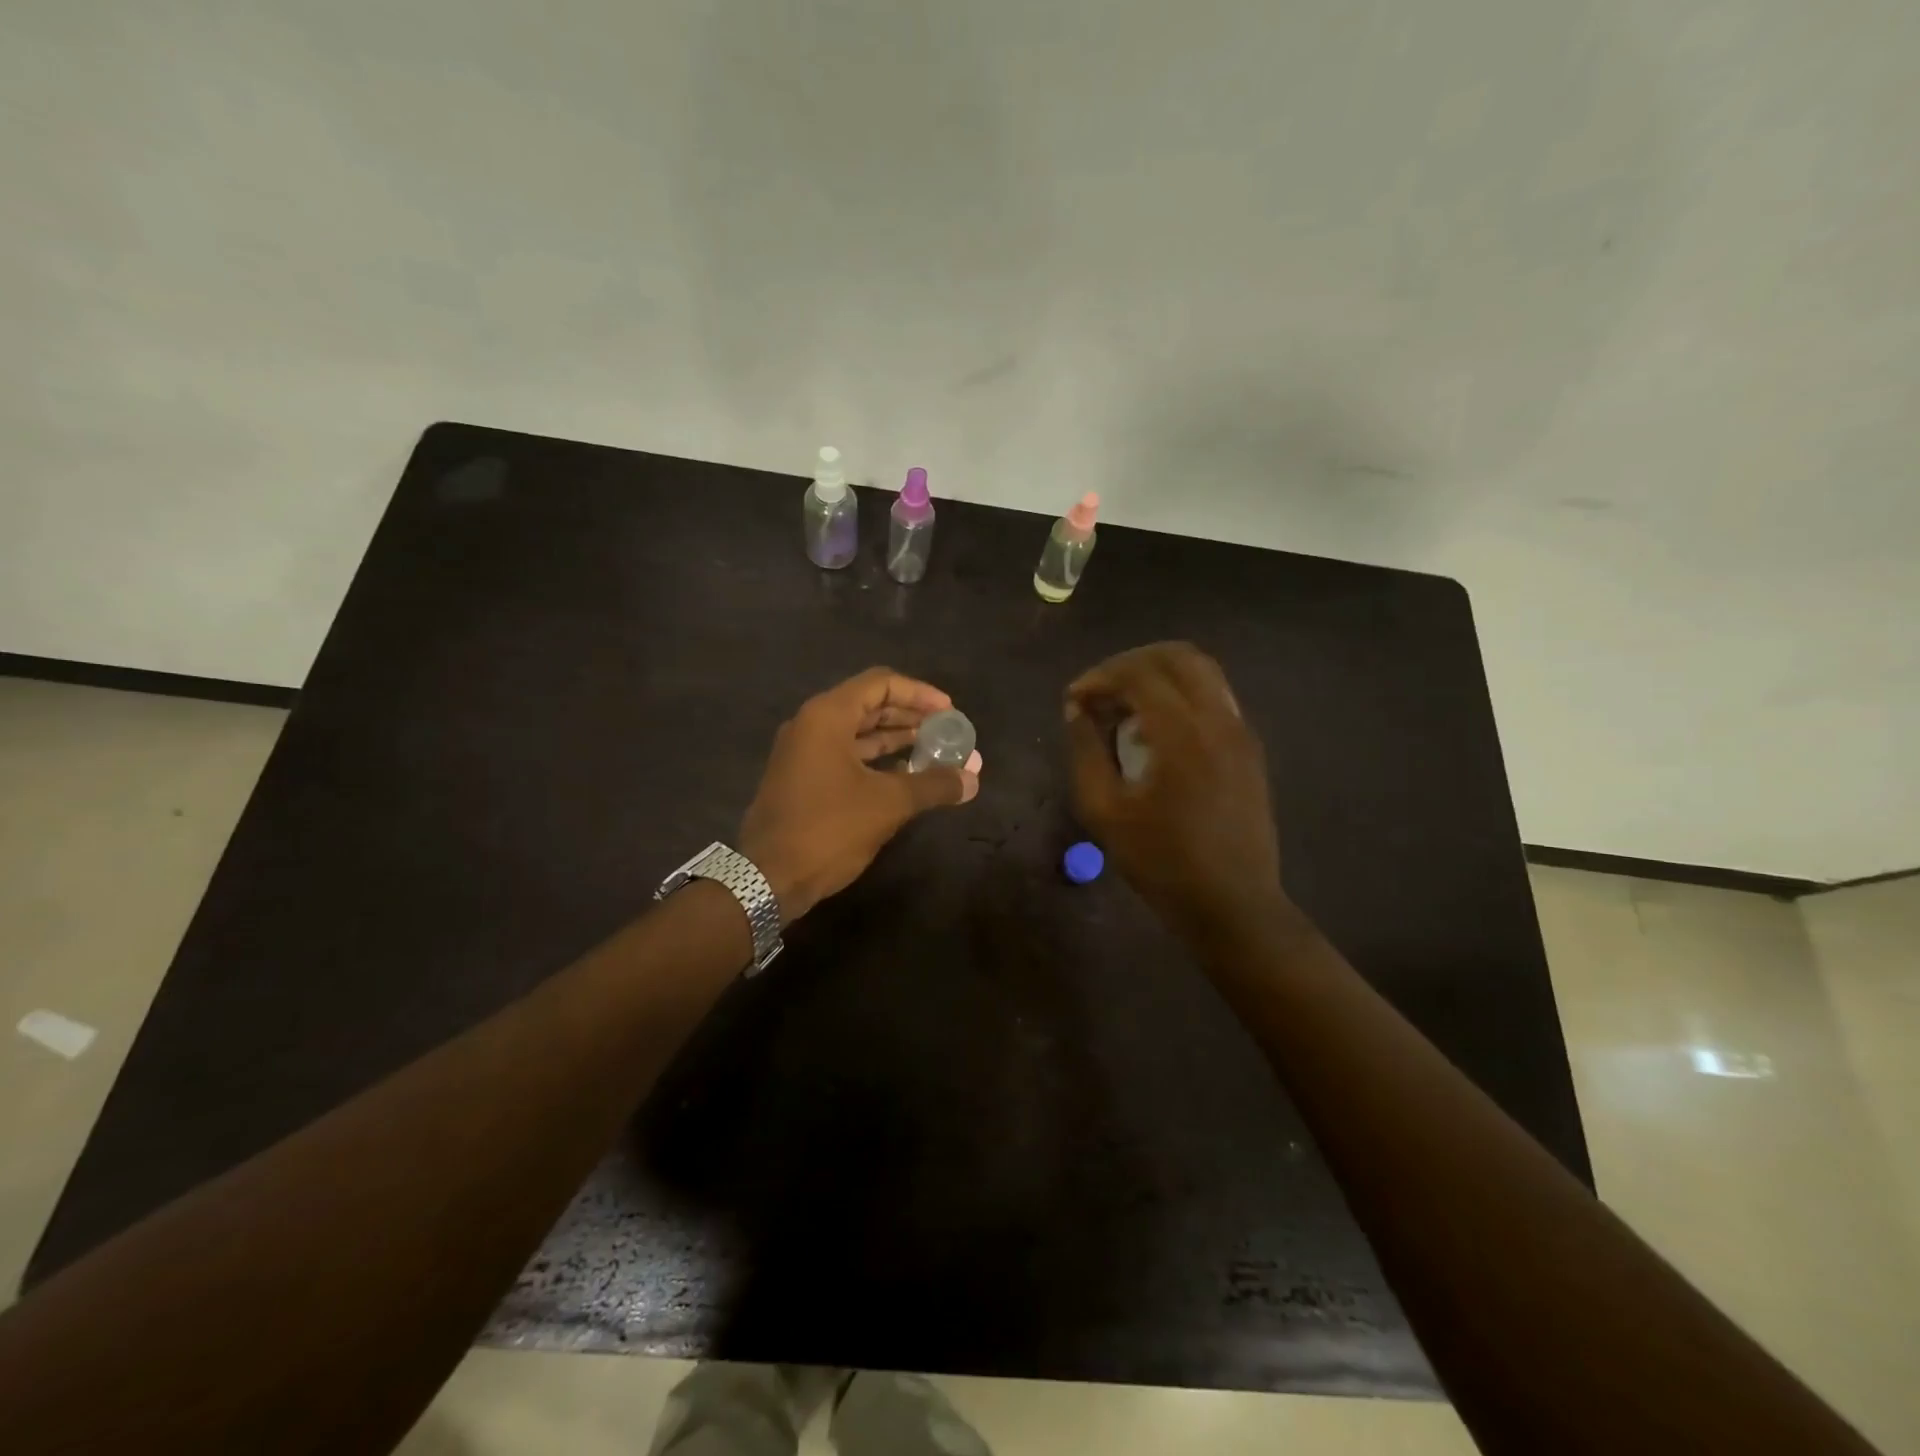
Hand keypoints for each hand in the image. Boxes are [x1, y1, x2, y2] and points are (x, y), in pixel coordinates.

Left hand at [740, 668, 981, 921]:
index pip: (881, 684)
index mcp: (827, 716)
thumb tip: (973, 779)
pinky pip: (846, 755)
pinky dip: (876, 760)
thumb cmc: (829, 828)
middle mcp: (812, 725)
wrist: (767, 878)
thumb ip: (934, 784)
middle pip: (869, 705)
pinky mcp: (802, 778)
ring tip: (934, 752)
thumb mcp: (889, 803)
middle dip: (911, 717)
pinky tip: (905, 776)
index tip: (949, 712)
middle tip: (946, 732)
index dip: (920, 693)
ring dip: (896, 739)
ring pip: (858, 733)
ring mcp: (803, 752)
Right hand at [1065, 642, 1284, 941]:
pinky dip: (1181, 694)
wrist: (1231, 903)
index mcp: (1182, 733)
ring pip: (1203, 672)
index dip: (1100, 676)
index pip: (1139, 673)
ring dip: (1159, 674)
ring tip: (1126, 704)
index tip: (1074, 698)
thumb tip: (1077, 710)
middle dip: (1132, 662)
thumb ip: (1086, 751)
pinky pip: (1215, 697)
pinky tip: (1157, 728)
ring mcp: (1241, 731)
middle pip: (1178, 656)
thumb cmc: (1161, 862)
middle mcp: (1219, 719)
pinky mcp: (1249, 748)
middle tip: (1101, 688)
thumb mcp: (1104, 810)